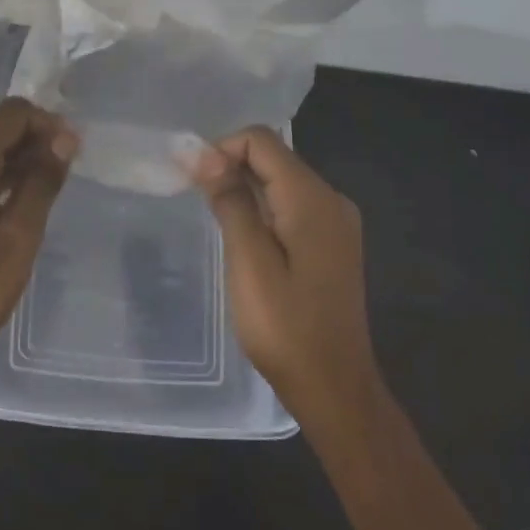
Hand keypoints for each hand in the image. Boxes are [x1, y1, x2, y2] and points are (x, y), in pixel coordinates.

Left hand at [0, 98, 78, 383]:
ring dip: (12, 158)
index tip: (73, 153)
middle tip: (64, 173)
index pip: (11, 113)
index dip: (47, 124)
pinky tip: (12, 200)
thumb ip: (41, 182)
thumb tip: (64, 139)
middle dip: (31, 140)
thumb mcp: (17, 239)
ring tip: (44, 188)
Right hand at [193, 127, 382, 439]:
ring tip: (216, 223)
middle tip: (198, 203)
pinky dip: (263, 209)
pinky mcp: (333, 243)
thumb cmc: (286, 327)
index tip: (193, 183)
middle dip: (230, 167)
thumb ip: (229, 200)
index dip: (221, 150)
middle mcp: (331, 199)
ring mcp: (337, 222)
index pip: (261, 141)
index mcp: (312, 198)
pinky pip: (292, 206)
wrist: (335, 389)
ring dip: (245, 189)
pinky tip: (245, 240)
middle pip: (273, 157)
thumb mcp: (248, 261)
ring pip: (281, 181)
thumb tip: (202, 152)